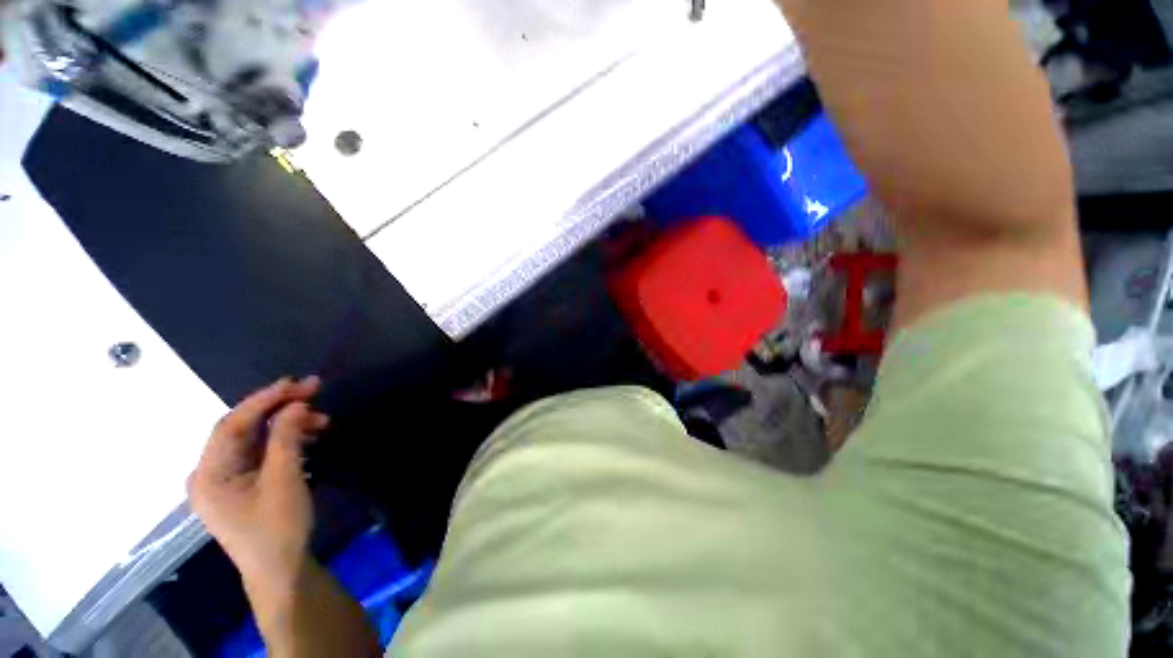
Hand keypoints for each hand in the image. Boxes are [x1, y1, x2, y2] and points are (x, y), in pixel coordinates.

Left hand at [188, 377, 329, 594]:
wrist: (281, 570)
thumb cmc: (277, 527)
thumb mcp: (284, 479)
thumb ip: (286, 437)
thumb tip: (296, 404)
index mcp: (208, 473)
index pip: (232, 424)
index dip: (263, 400)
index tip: (296, 383)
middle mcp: (211, 473)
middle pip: (243, 429)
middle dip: (279, 409)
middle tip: (314, 391)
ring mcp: (227, 480)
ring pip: (256, 440)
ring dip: (288, 426)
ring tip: (322, 420)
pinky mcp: (244, 486)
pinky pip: (262, 453)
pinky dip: (286, 441)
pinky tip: (310, 436)